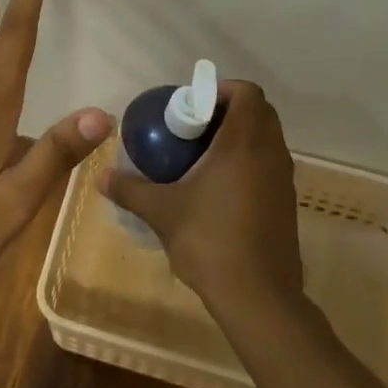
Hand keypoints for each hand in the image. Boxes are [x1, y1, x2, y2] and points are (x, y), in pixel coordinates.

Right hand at [98, 80, 304, 315]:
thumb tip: (100, 177)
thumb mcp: (162, 212)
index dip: (222, 90)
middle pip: (259, 112)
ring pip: (266, 139)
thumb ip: (130, 189)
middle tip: (194, 129)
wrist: (259, 297)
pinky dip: (249, 163)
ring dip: (240, 138)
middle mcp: (270, 152)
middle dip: (228, 112)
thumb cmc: (211, 240)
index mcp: (244, 142)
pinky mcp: (286, 203)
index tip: (194, 106)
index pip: (247, 92)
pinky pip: (269, 165)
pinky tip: (219, 189)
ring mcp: (283, 179)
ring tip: (203, 158)